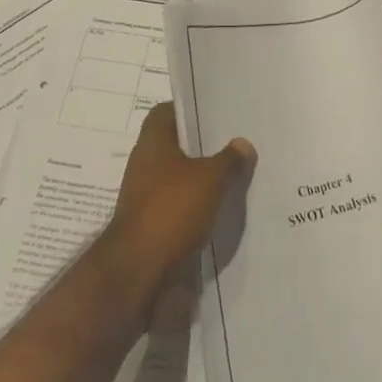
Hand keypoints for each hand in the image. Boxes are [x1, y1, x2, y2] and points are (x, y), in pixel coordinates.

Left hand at [104, 101, 255, 291]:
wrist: (138, 271)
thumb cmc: (171, 210)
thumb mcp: (210, 179)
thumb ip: (229, 160)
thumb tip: (243, 144)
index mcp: (152, 142)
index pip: (166, 111)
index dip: (188, 109)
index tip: (214, 113)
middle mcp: (144, 164)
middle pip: (174, 145)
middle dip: (201, 147)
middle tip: (232, 144)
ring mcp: (144, 196)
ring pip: (177, 177)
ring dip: (199, 179)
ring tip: (233, 177)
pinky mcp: (149, 225)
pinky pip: (176, 205)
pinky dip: (194, 206)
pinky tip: (219, 210)